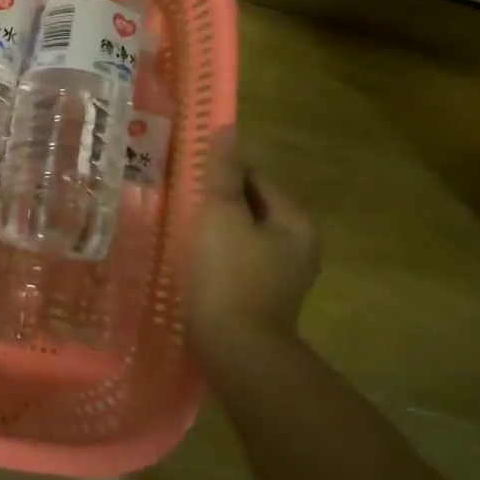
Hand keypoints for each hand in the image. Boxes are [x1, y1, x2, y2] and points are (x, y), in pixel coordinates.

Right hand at [185, 128, 319, 362]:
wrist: (236, 351)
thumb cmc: (228, 275)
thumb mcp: (221, 214)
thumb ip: (224, 172)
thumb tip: (228, 129)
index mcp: (295, 222)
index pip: (256, 178)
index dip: (221, 175)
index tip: (189, 181)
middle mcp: (298, 246)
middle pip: (250, 207)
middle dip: (217, 204)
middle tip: (180, 206)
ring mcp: (283, 276)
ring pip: (242, 236)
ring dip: (214, 231)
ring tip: (181, 233)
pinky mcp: (264, 299)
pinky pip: (238, 263)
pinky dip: (217, 257)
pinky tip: (193, 264)